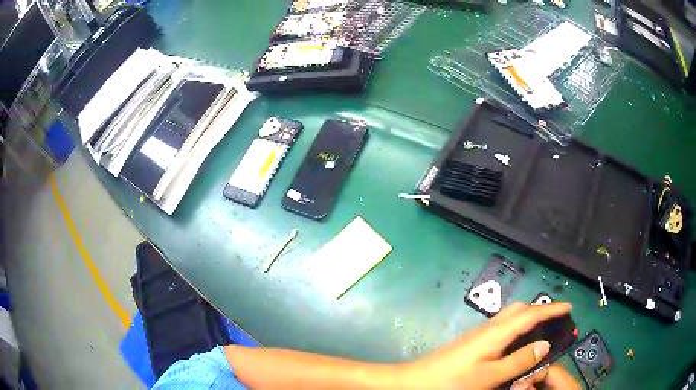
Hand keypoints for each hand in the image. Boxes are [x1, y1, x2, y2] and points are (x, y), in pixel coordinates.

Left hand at [401, 302, 580, 389]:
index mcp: (496, 333)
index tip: (569, 306)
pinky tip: (518, 341)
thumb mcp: (489, 376)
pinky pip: (502, 326)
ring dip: (529, 316)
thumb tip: (545, 344)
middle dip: (541, 309)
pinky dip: (517, 326)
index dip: (552, 308)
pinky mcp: (473, 340)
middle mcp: (489, 327)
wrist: (415, 381)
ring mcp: (479, 332)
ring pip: (510, 316)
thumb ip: (518, 361)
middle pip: (520, 309)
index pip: (531, 314)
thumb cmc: (452, 381)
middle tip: (557, 318)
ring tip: (543, 327)